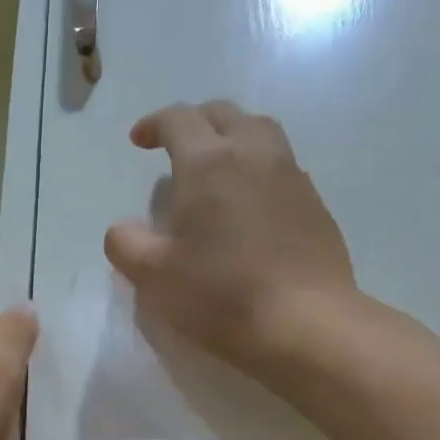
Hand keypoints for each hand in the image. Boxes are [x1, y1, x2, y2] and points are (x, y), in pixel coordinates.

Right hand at [104, 101, 359, 375]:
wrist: (305, 324)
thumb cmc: (220, 295)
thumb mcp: (153, 276)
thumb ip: (125, 243)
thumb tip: (124, 227)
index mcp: (208, 164)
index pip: (179, 119)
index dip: (154, 124)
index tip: (138, 141)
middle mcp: (254, 155)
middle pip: (224, 114)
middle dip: (195, 122)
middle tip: (175, 146)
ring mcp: (291, 176)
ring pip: (260, 133)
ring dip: (232, 137)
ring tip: (215, 168)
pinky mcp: (315, 204)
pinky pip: (282, 165)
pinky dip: (257, 168)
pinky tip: (248, 204)